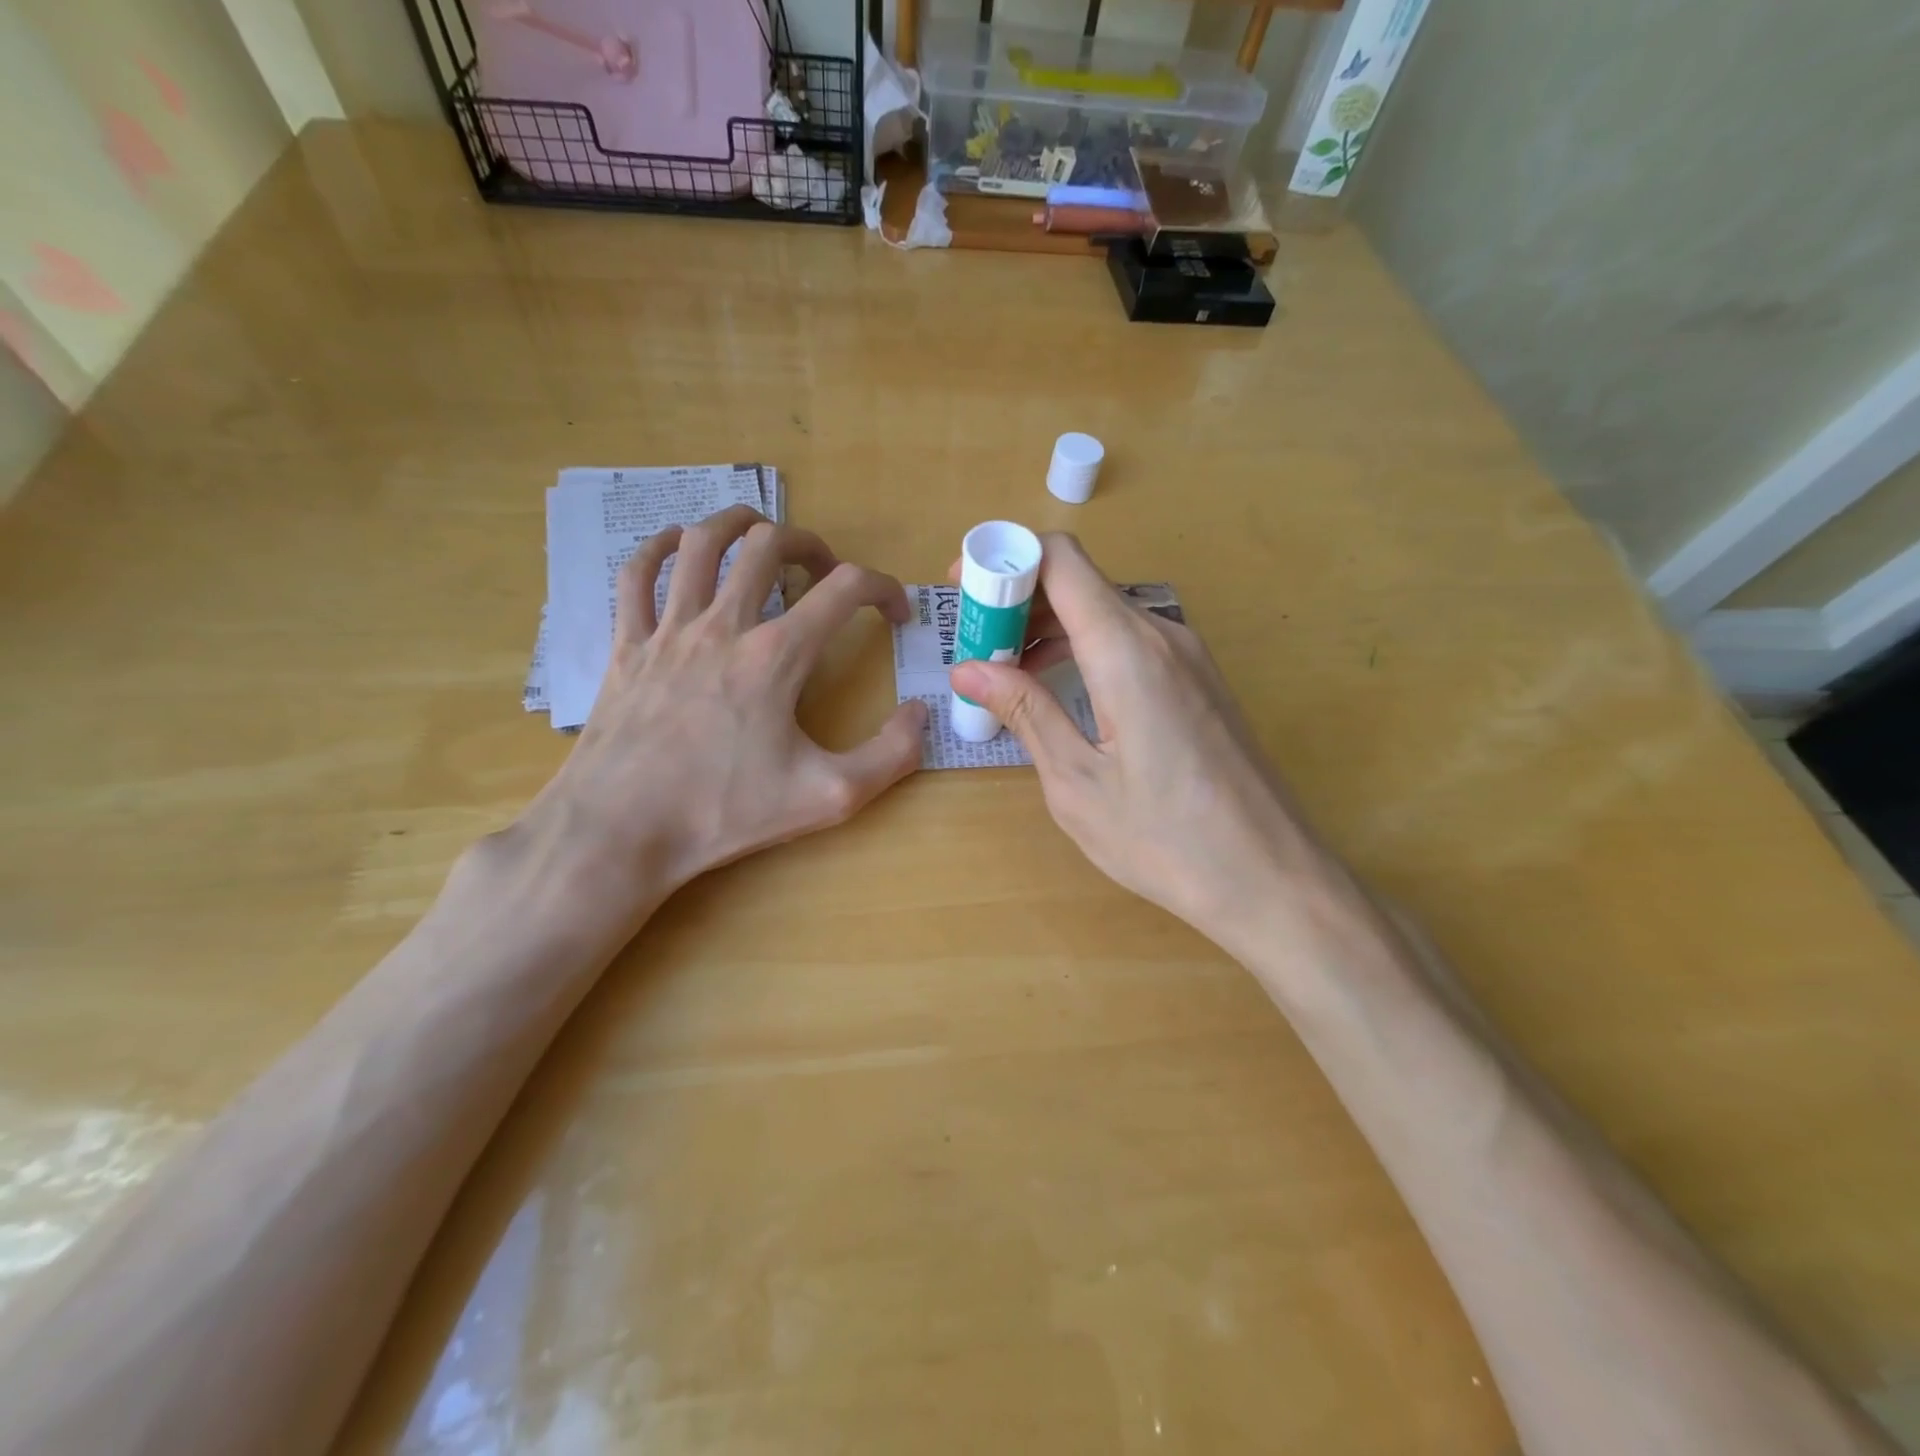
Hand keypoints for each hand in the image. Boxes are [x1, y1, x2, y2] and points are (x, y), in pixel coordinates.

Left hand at [514, 506, 926, 929]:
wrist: (620, 832)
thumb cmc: (724, 814)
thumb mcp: (829, 797)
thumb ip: (890, 756)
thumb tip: (920, 714)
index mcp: (777, 656)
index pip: (846, 590)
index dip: (884, 589)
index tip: (896, 613)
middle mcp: (724, 626)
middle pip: (770, 546)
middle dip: (811, 545)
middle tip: (826, 571)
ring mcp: (668, 630)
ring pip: (702, 544)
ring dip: (739, 525)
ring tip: (761, 533)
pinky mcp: (626, 646)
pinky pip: (636, 576)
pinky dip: (660, 549)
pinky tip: (677, 547)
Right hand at [949, 534, 1330, 945]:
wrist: (1270, 877)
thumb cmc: (1165, 838)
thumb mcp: (1077, 781)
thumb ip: (1025, 711)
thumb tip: (969, 669)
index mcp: (1127, 650)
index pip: (1060, 559)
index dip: (1004, 559)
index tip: (964, 592)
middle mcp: (1163, 634)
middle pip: (1080, 581)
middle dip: (1019, 600)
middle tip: (975, 646)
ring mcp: (1188, 655)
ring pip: (1105, 611)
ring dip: (1050, 627)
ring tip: (1006, 671)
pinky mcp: (1199, 680)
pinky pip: (1131, 640)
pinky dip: (1085, 647)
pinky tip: (1059, 687)